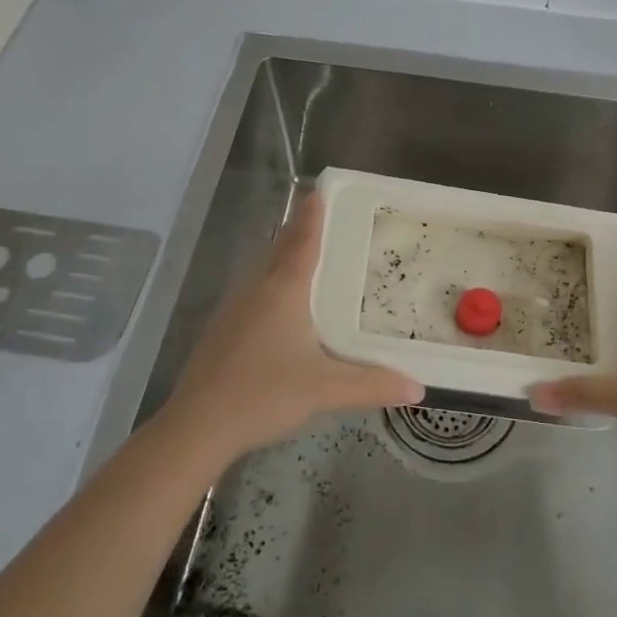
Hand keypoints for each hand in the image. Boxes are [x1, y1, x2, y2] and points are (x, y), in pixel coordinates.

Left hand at [161, 193, 422, 462]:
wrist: (197, 425)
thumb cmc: (265, 394)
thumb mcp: (325, 390)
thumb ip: (372, 384)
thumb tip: (418, 388)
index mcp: (284, 289)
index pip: (302, 239)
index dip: (313, 213)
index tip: (321, 190)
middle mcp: (257, 287)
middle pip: (280, 246)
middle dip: (300, 229)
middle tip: (325, 219)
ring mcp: (234, 306)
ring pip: (263, 267)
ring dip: (283, 253)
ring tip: (307, 253)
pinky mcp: (221, 327)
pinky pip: (252, 289)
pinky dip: (270, 280)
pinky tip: (279, 303)